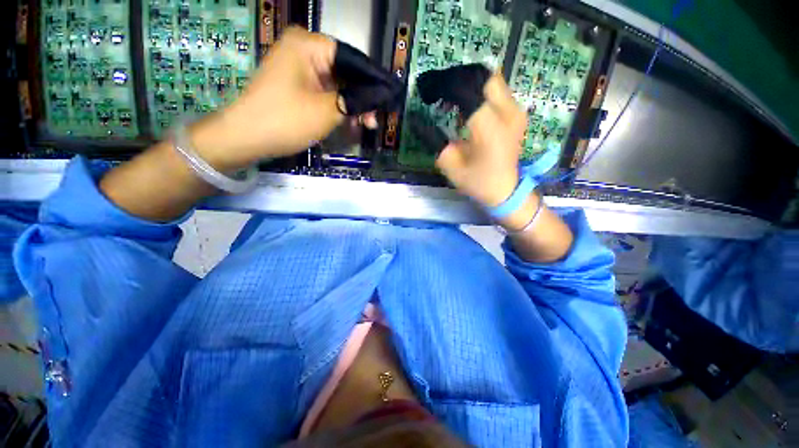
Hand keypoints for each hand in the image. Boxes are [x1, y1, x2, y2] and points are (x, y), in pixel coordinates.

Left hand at [190, 27, 375, 170]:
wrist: (246, 138)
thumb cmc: (286, 120)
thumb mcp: (327, 111)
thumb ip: (357, 101)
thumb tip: (382, 97)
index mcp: (309, 45)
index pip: (354, 59)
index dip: (375, 81)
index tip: (391, 98)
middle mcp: (305, 51)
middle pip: (346, 73)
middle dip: (364, 98)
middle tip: (377, 119)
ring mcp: (300, 69)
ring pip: (338, 86)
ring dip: (353, 106)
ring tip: (367, 126)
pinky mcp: (298, 86)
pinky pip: (327, 94)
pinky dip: (339, 109)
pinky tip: (351, 124)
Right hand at [435, 73, 526, 207]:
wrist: (507, 190)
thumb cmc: (478, 182)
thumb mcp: (450, 165)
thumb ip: (435, 140)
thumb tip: (420, 120)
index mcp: (488, 127)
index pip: (466, 90)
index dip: (445, 86)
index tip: (430, 92)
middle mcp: (507, 112)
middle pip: (482, 76)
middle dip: (460, 80)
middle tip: (443, 93)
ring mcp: (516, 111)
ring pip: (492, 80)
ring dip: (470, 85)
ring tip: (453, 99)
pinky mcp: (518, 113)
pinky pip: (498, 92)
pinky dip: (481, 92)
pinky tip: (469, 107)